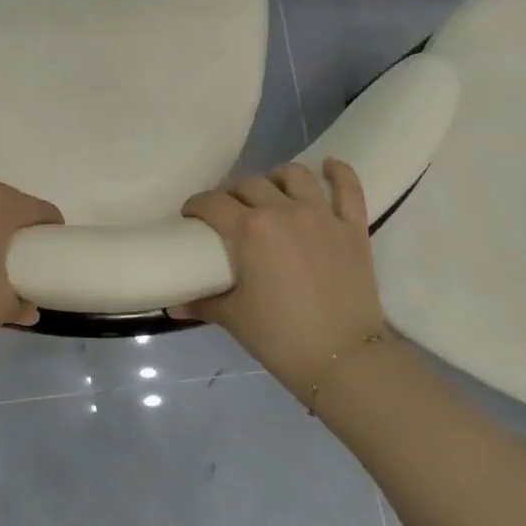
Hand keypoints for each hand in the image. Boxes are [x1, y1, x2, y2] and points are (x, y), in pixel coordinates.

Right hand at [173, 159, 387, 401]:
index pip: (212, 202)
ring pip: (294, 175)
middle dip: (231, 193)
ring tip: (270, 191)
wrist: (343, 359)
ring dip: (276, 178)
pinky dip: (338, 172)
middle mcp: (283, 211)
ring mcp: (322, 216)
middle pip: (249, 184)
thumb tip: (173, 306)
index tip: (191, 216)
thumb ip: (202, 303)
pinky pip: (348, 188)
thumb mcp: (234, 318)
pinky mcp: (353, 227)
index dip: (196, 205)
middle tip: (227, 211)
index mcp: (249, 230)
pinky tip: (329, 166)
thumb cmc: (280, 337)